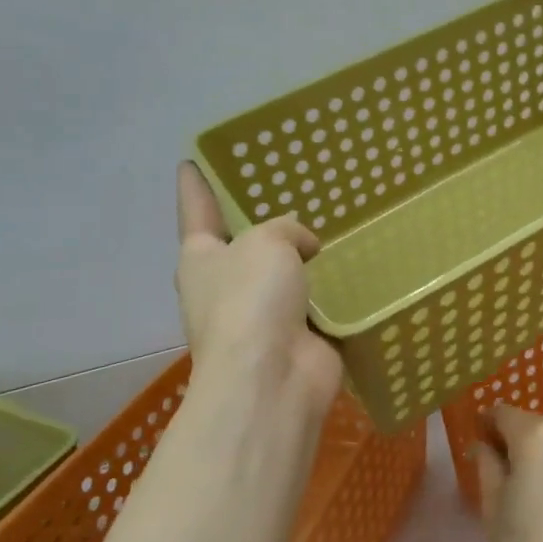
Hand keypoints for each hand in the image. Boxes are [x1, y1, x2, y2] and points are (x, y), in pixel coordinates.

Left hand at [175, 162, 341, 419]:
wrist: (272, 378)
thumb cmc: (252, 299)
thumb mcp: (268, 243)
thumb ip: (287, 231)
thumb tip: (305, 248)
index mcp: (201, 259)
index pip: (196, 211)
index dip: (195, 187)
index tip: (190, 163)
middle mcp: (223, 288)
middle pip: (238, 247)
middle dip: (254, 226)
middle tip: (283, 194)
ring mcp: (258, 319)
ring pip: (279, 277)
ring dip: (296, 263)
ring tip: (328, 229)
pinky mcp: (294, 341)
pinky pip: (314, 306)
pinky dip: (329, 293)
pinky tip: (353, 272)